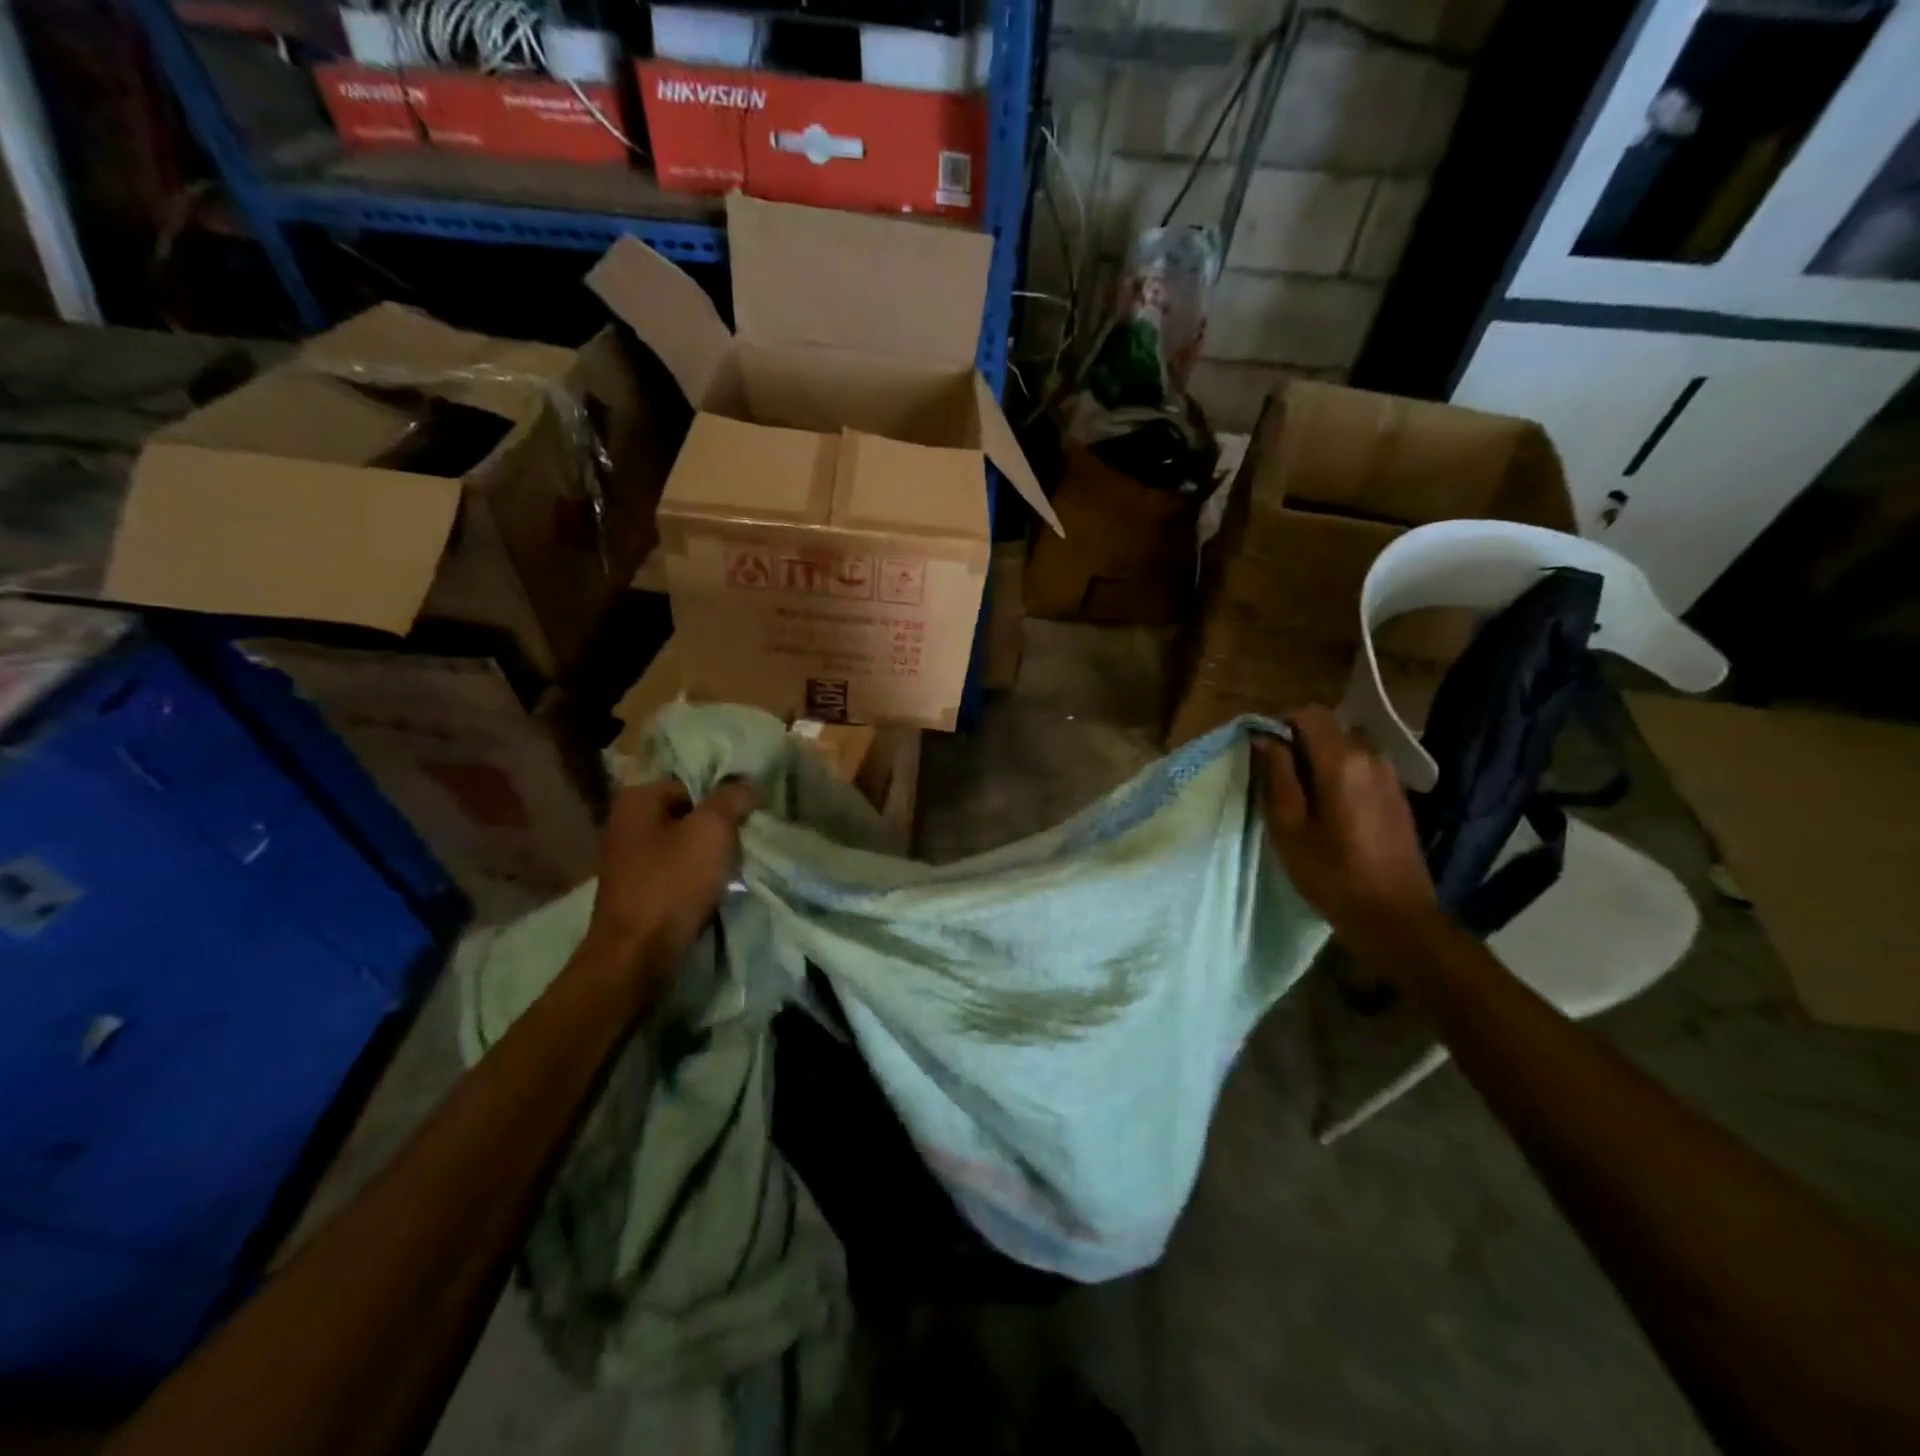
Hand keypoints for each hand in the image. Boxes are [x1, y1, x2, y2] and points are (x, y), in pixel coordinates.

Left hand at [585, 776, 757, 967]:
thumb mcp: (712, 829)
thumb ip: (733, 797)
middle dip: (720, 828)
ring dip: (712, 856)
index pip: (694, 783)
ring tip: (736, 868)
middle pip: (690, 815)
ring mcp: (630, 860)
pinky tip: (717, 891)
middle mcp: (626, 823)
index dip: (725, 799)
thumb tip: (750, 782)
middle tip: (747, 842)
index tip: (750, 817)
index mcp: (637, 799)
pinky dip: (699, 879)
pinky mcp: (639, 892)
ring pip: (687, 846)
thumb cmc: (672, 883)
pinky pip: (679, 873)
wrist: (638, 955)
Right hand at [1253, 706, 1438, 953]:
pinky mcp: (1397, 795)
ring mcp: (1390, 775)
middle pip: (1329, 728)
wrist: (1395, 916)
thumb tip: (1264, 739)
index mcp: (1341, 760)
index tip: (1263, 753)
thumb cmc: (1331, 872)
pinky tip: (1330, 811)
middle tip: (1277, 779)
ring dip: (1320, 760)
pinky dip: (1340, 775)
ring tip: (1302, 798)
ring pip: (1346, 748)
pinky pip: (1362, 767)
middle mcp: (1371, 756)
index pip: (1308, 713)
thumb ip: (1276, 775)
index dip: (1280, 724)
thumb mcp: (1288, 825)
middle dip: (1299, 743)